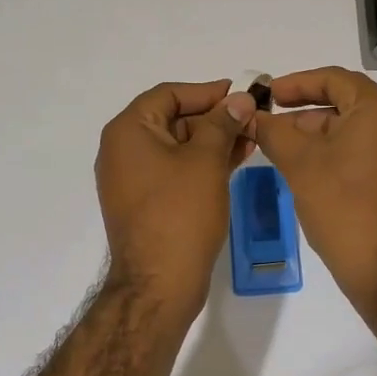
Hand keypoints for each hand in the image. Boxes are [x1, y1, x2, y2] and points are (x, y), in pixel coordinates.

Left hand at [95, 79, 256, 315]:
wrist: (159, 284)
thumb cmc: (180, 213)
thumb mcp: (206, 160)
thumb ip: (223, 123)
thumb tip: (240, 99)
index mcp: (128, 132)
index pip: (168, 94)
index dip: (206, 92)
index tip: (241, 94)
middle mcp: (123, 150)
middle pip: (172, 118)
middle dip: (214, 117)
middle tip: (252, 118)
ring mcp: (133, 179)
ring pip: (177, 145)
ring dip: (213, 140)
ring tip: (252, 138)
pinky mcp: (146, 202)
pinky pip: (175, 169)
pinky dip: (202, 162)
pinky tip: (235, 160)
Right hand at [253, 67, 376, 315]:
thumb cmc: (341, 204)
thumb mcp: (299, 163)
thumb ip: (272, 132)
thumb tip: (250, 117)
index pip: (334, 79)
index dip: (297, 82)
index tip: (268, 94)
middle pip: (342, 100)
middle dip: (302, 106)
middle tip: (268, 116)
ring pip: (347, 126)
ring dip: (312, 129)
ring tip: (276, 141)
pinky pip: (356, 147)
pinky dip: (328, 147)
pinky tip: (299, 163)